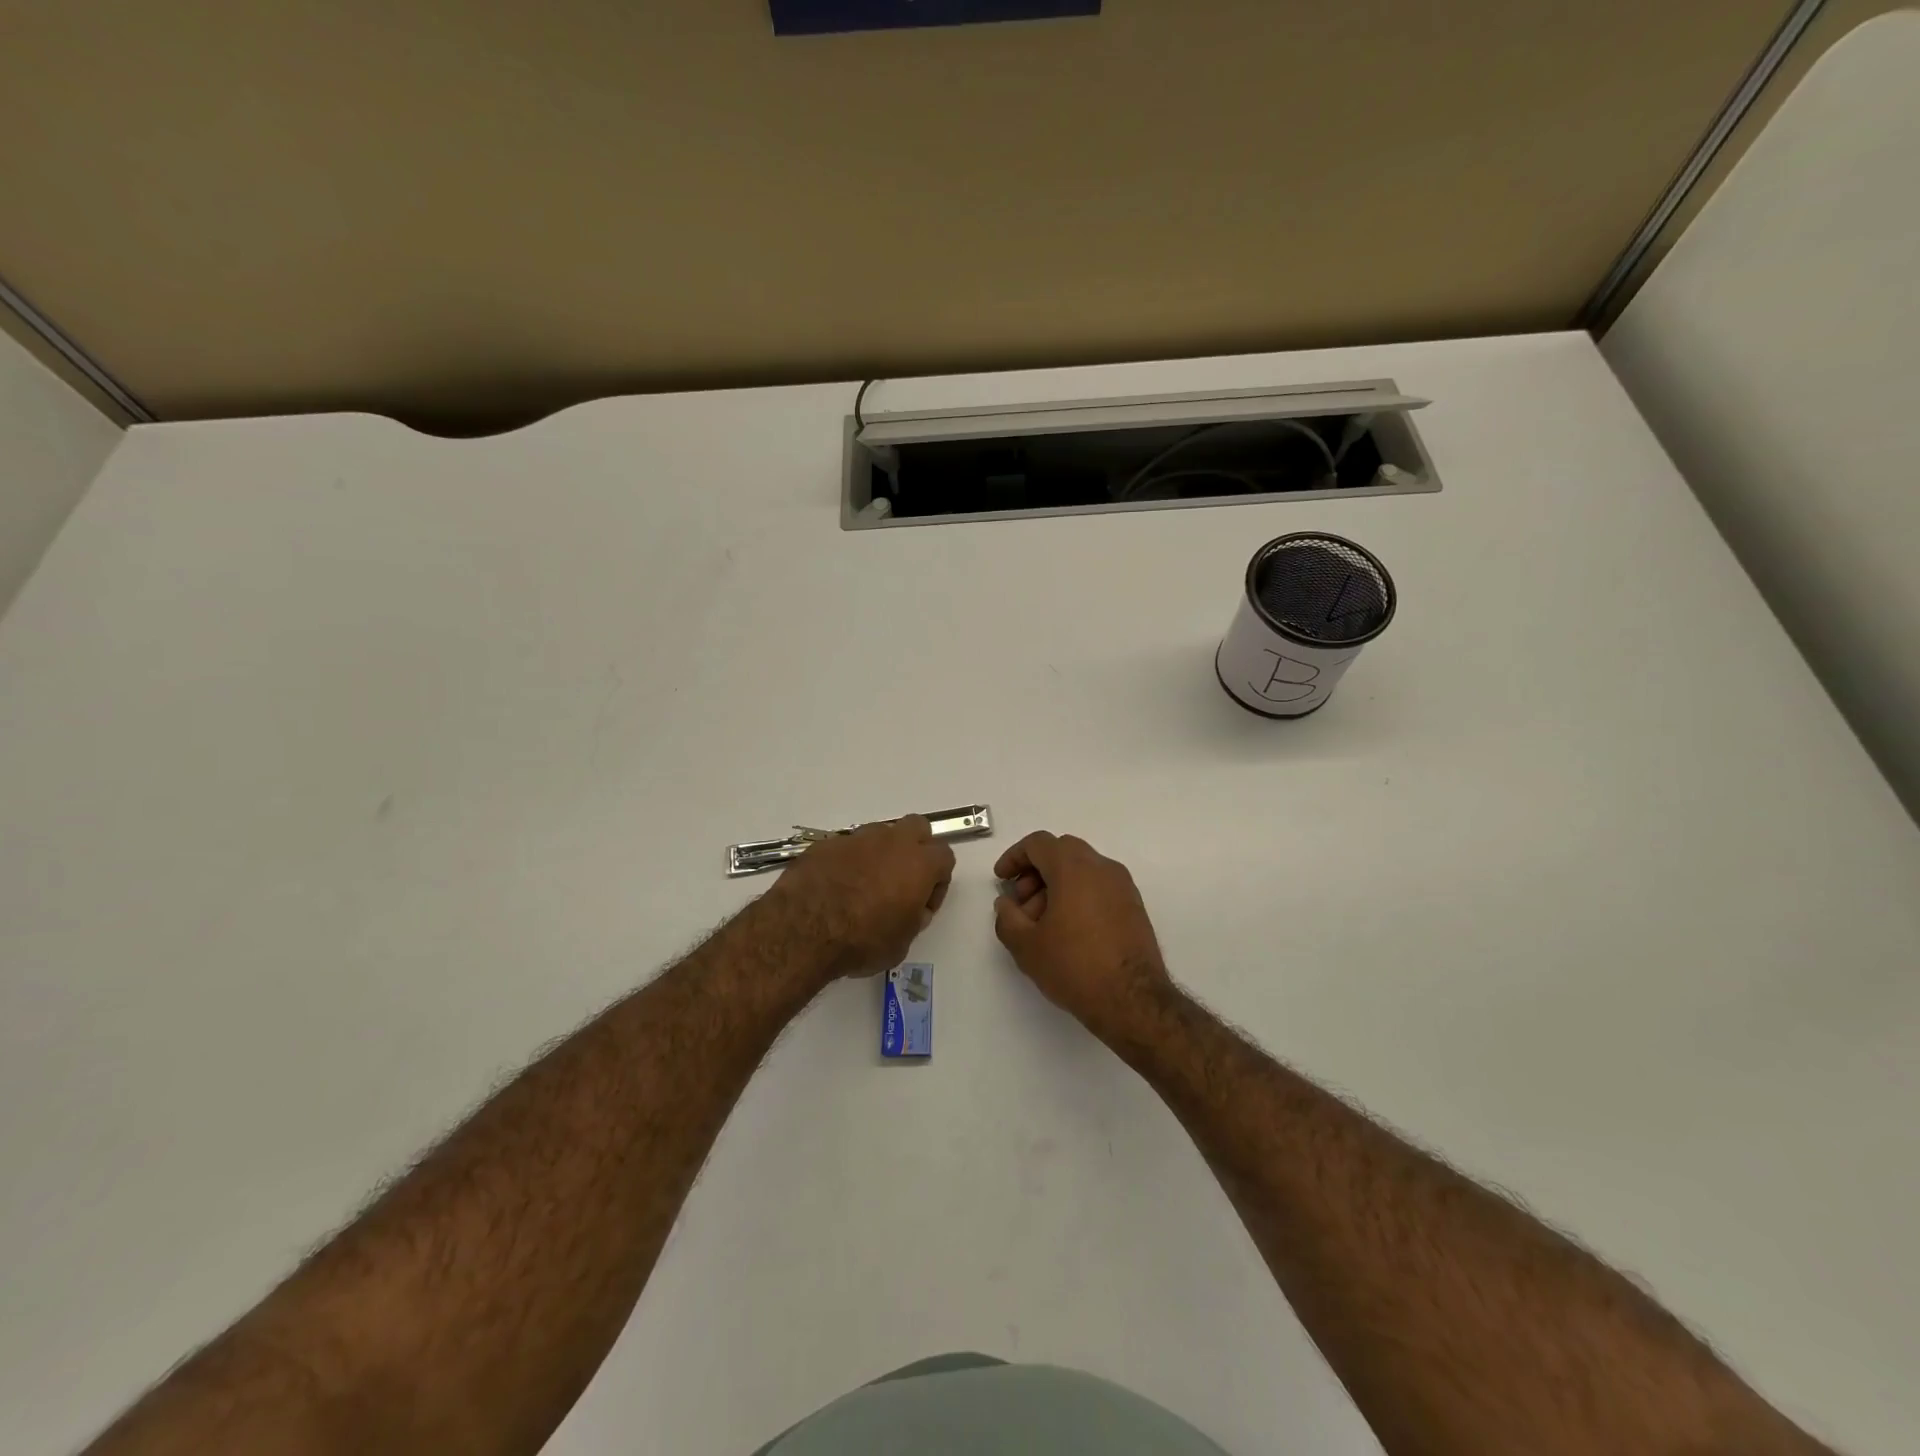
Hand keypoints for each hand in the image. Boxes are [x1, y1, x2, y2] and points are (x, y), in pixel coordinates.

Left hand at [767, 816, 955, 979]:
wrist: (803, 930)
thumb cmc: (862, 941)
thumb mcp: (901, 943)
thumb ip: (914, 918)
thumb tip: (912, 908)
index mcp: (919, 864)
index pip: (945, 856)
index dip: (938, 881)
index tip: (922, 904)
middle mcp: (892, 842)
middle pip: (917, 827)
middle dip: (916, 848)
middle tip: (902, 881)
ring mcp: (857, 838)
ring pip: (880, 834)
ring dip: (880, 853)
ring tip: (864, 885)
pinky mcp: (827, 843)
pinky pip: (847, 846)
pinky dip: (848, 861)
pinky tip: (836, 886)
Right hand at [993, 831, 1175, 1041]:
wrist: (1133, 1000)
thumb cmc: (1074, 966)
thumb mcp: (1026, 946)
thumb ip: (1007, 917)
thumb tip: (1007, 904)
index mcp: (1074, 867)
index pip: (1038, 843)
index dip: (1014, 857)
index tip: (1002, 879)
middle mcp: (1102, 867)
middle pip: (1061, 852)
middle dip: (1036, 871)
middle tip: (1022, 903)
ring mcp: (1123, 886)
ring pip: (1082, 869)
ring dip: (1057, 885)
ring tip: (1042, 923)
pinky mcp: (1134, 906)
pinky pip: (1099, 886)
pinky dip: (1078, 895)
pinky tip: (1068, 930)